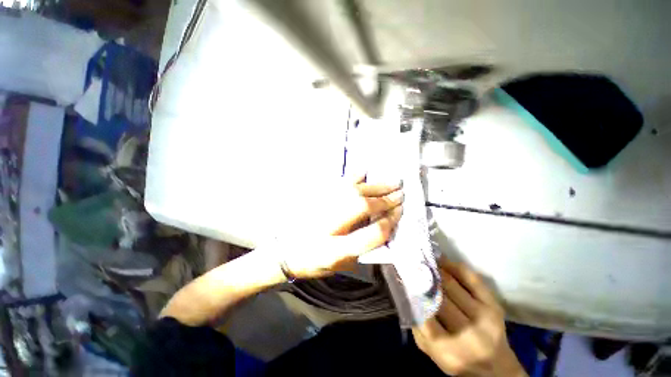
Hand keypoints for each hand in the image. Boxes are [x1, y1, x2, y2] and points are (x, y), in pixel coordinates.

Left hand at [279, 175, 402, 279]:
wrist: (284, 251)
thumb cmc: (314, 262)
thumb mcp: (341, 265)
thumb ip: (363, 249)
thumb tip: (383, 228)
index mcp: (336, 250)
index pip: (371, 234)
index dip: (389, 222)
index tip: (399, 212)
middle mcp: (328, 226)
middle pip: (362, 207)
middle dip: (385, 200)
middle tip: (400, 193)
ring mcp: (320, 208)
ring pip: (352, 192)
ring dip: (374, 186)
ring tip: (391, 182)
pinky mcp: (315, 198)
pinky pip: (338, 184)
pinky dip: (354, 176)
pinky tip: (365, 172)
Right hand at [413, 258, 526, 376]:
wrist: (496, 367)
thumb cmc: (457, 358)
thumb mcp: (431, 351)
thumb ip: (417, 326)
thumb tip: (407, 293)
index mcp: (448, 350)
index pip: (425, 316)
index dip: (414, 295)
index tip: (404, 279)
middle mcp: (469, 334)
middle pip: (439, 297)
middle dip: (423, 279)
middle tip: (412, 265)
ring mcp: (484, 317)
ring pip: (452, 285)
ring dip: (435, 270)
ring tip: (424, 261)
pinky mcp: (493, 304)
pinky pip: (471, 278)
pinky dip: (454, 266)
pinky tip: (442, 261)